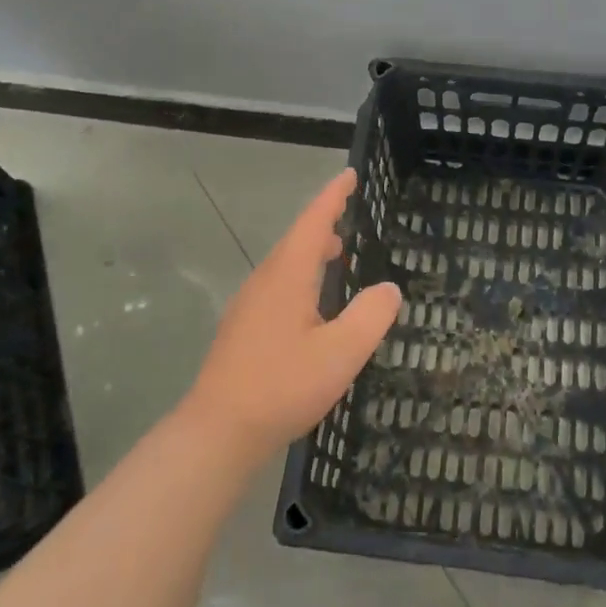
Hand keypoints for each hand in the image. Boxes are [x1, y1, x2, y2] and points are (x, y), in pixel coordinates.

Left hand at [180, 169, 401, 468]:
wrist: (216, 432)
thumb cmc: (282, 386)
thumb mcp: (341, 353)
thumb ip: (370, 316)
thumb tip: (389, 289)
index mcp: (288, 276)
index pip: (313, 222)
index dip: (333, 196)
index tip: (350, 174)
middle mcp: (265, 282)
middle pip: (297, 239)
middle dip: (323, 222)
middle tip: (348, 212)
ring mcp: (249, 306)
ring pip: (285, 264)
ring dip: (312, 251)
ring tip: (337, 253)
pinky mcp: (243, 330)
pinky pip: (278, 286)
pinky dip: (301, 276)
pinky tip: (312, 303)